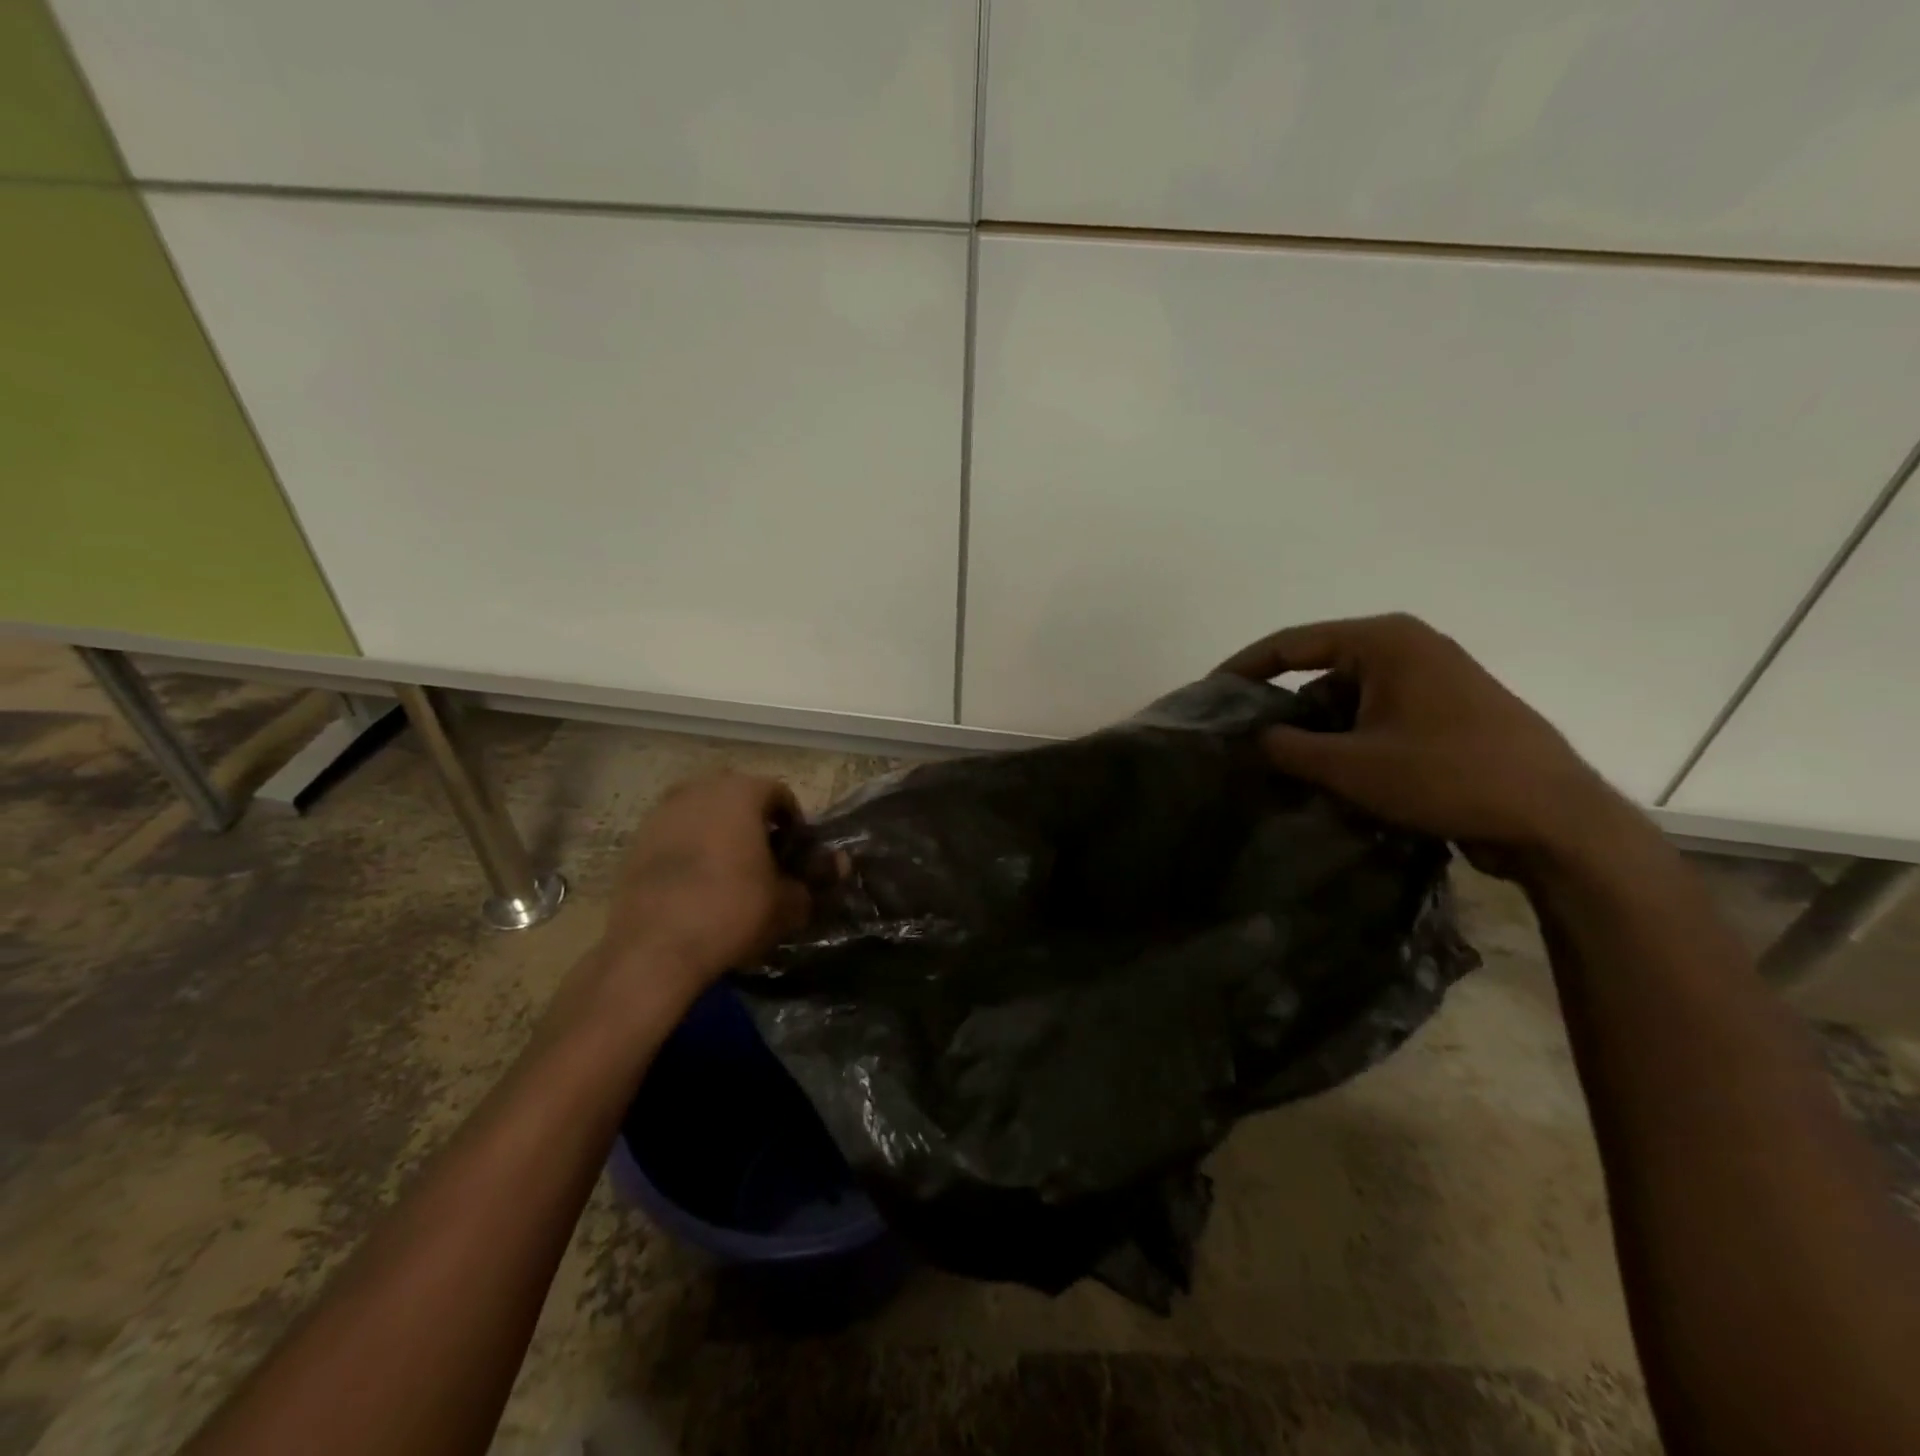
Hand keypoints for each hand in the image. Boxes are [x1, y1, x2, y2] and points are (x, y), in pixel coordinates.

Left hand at [595, 772, 810, 1003]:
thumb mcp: (787, 902)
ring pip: (703, 815)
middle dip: (755, 824)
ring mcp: (662, 813)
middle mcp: (699, 790)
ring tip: (729, 874)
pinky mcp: (636, 841)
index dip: (794, 823)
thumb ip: (814, 880)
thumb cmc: (732, 911)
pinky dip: (690, 851)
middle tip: (766, 862)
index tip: (796, 854)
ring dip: (720, 835)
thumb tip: (838, 867)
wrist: (654, 948)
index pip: (779, 794)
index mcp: (740, 793)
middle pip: (738, 799)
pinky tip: (696, 886)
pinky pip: (676, 836)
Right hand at [1219, 614, 1640, 861]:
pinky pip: (1377, 715)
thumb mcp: (1350, 765)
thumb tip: (1251, 738)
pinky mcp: (1447, 711)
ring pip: (1348, 697)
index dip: (1243, 669)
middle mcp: (1408, 647)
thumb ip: (1286, 747)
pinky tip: (1334, 776)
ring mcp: (1432, 678)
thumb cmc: (1446, 776)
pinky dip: (1350, 739)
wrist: (1556, 819)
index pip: (1290, 643)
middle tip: (1245, 741)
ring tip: (1287, 768)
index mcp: (1384, 641)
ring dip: (1318, 730)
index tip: (1208, 696)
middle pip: (1320, 669)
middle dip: (1282, 707)